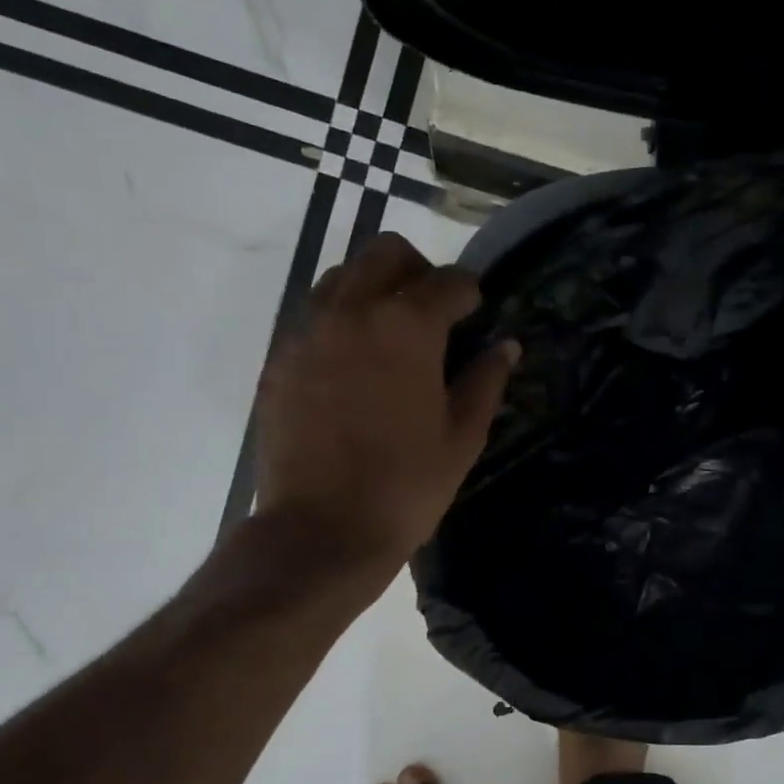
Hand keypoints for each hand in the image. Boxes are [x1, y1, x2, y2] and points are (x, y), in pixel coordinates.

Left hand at [252, 233, 518, 584]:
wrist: (321, 530)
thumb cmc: (406, 486)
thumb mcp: (461, 437)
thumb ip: (485, 381)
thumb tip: (505, 346)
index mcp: (406, 325)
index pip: (448, 281)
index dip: (470, 293)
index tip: (476, 313)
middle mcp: (351, 310)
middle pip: (386, 253)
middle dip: (419, 271)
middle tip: (434, 313)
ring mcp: (306, 331)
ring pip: (342, 277)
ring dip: (374, 290)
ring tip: (390, 337)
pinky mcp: (278, 359)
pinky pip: (312, 317)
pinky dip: (340, 323)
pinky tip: (352, 368)